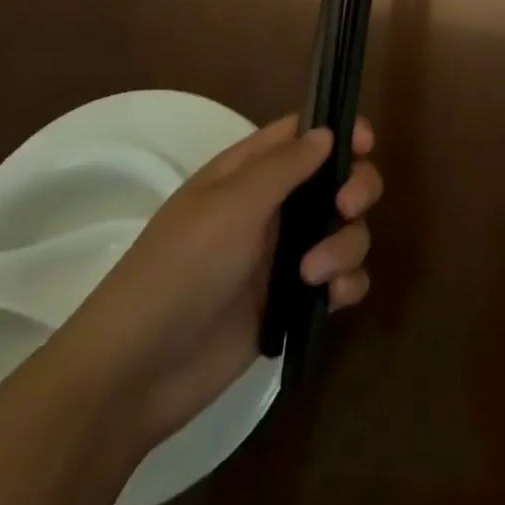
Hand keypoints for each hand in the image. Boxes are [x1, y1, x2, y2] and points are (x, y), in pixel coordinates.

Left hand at [54, 116, 380, 448]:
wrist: (138, 372)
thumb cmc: (182, 268)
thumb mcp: (232, 205)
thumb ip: (285, 165)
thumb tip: (328, 132)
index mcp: (250, 173)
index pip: (304, 135)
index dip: (340, 132)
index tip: (366, 145)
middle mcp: (272, 207)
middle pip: (338, 179)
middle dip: (356, 188)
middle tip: (347, 206)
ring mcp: (284, 256)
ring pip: (346, 229)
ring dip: (346, 244)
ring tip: (315, 275)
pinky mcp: (293, 302)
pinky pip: (342, 278)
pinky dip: (347, 283)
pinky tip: (332, 298)